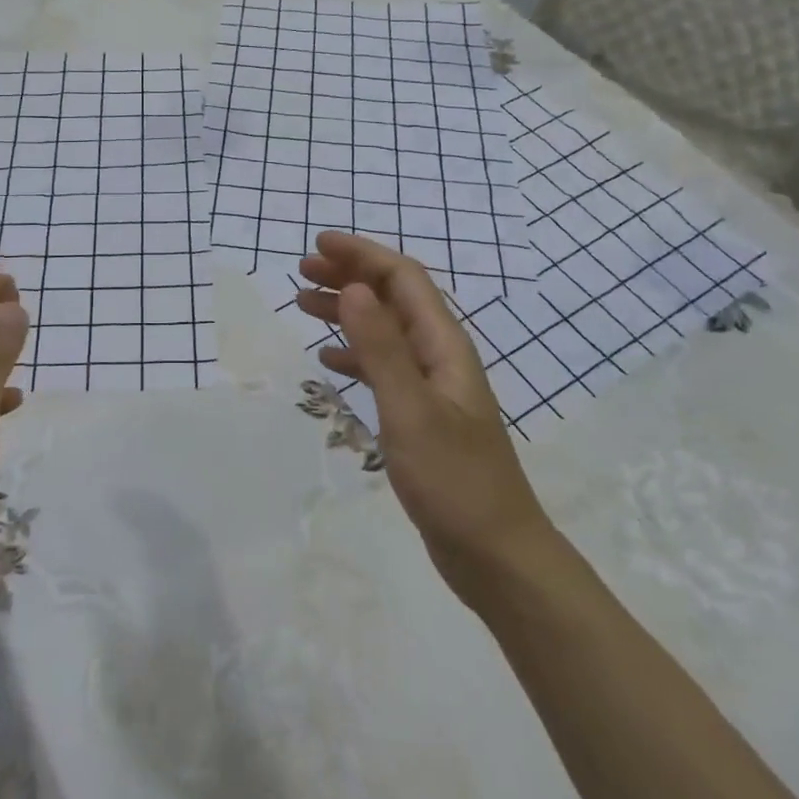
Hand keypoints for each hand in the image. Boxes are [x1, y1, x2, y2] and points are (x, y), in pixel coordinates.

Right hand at [296, 232, 551, 604]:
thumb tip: (354, 287)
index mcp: (443, 345)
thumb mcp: (410, 409)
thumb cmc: (454, 479)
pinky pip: (383, 368)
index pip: (402, 278)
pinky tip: (328, 362)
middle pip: (392, 298)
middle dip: (349, 277)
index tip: (318, 245)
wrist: (495, 553)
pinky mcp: (421, 416)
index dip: (362, 255)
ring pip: (384, 331)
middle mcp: (438, 355)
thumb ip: (381, 347)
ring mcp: (431, 387)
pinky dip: (354, 355)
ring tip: (303, 305)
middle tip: (302, 272)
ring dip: (347, 312)